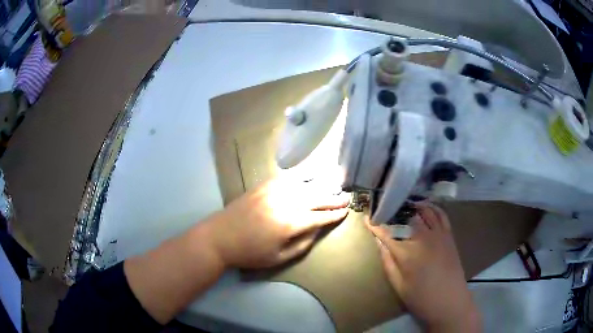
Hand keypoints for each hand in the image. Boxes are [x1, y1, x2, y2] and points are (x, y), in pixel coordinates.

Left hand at [206, 177, 348, 268]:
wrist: (219, 237)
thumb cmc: (249, 253)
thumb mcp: (278, 258)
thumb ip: (302, 244)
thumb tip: (316, 229)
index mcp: (289, 224)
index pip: (319, 217)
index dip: (334, 215)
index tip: (346, 212)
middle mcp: (285, 203)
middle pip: (316, 198)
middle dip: (333, 198)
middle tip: (347, 197)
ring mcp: (273, 191)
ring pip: (304, 185)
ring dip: (321, 185)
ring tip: (335, 184)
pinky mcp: (263, 185)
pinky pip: (287, 178)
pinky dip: (301, 177)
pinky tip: (309, 177)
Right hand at [366, 203, 480, 332]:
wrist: (450, 301)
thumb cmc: (421, 298)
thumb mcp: (398, 285)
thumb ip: (388, 262)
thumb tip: (379, 242)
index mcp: (407, 253)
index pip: (387, 233)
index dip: (375, 224)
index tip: (367, 217)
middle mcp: (423, 238)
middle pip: (406, 217)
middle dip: (393, 211)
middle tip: (385, 209)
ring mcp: (438, 234)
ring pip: (424, 211)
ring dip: (412, 206)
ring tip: (403, 206)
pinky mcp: (449, 235)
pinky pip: (441, 214)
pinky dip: (432, 207)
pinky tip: (425, 208)